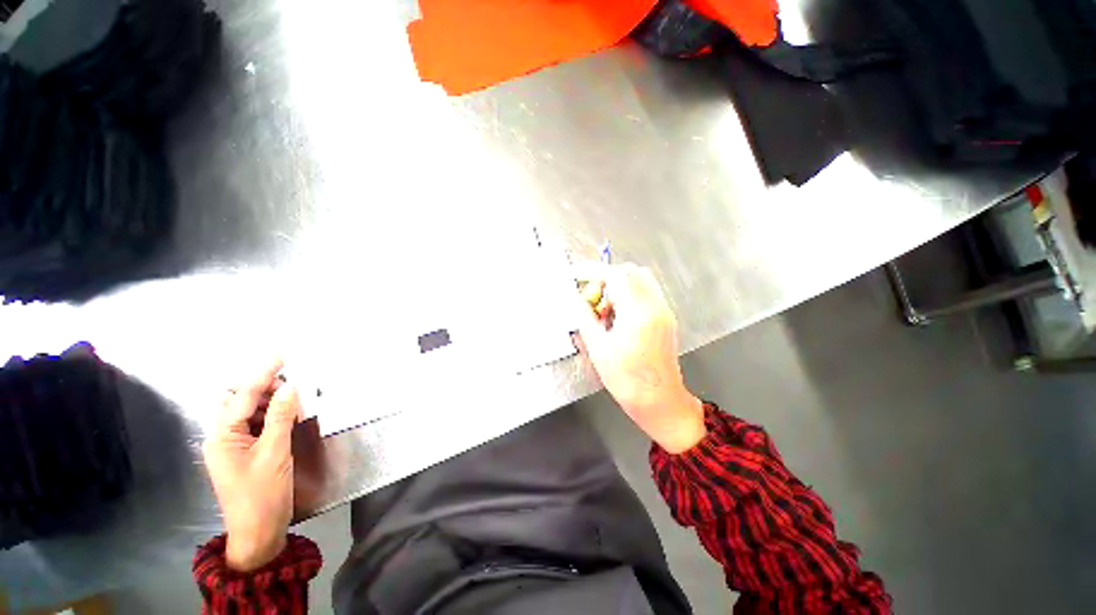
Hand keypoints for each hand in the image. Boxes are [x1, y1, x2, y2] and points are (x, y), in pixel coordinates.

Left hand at [203, 358, 301, 571]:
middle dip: (265, 388)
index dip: (262, 374)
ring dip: (272, 403)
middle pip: (240, 400)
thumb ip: (282, 417)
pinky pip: (257, 425)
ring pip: (250, 411)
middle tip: (294, 387)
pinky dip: (273, 416)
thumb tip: (292, 386)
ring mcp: (233, 446)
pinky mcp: (245, 452)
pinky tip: (290, 417)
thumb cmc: (263, 494)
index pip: (243, 396)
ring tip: (296, 403)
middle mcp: (223, 437)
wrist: (258, 532)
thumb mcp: (275, 453)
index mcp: (222, 437)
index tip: (281, 356)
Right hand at [575, 263, 705, 453]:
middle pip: (630, 272)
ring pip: (640, 281)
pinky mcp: (666, 318)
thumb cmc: (626, 380)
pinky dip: (629, 296)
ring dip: (618, 286)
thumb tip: (575, 297)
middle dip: (606, 277)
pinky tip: (618, 317)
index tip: (576, 274)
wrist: (659, 401)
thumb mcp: (598, 348)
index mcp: (638, 313)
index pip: (615, 275)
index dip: (592, 271)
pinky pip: (646, 294)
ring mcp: (664, 311)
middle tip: (591, 297)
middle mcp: (655, 306)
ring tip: (604, 310)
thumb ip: (584, 316)